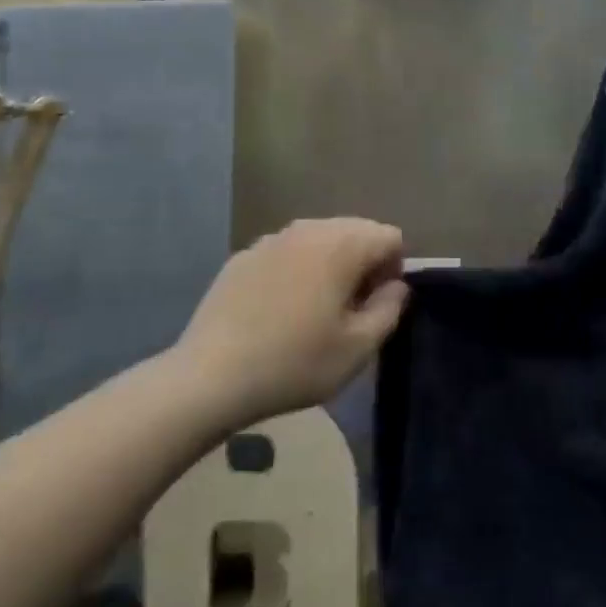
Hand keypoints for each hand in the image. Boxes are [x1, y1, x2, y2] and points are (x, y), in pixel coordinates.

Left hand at [175, 218, 408, 430]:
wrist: (209, 377)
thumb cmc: (295, 363)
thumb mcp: (359, 348)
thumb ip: (389, 309)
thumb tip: (395, 286)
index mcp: (342, 245)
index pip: (390, 237)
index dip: (394, 270)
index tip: (377, 306)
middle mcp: (308, 229)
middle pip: (356, 231)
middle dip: (364, 263)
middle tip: (351, 309)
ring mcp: (270, 239)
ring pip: (319, 239)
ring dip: (330, 264)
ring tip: (316, 309)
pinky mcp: (242, 256)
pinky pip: (286, 252)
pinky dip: (296, 270)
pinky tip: (279, 311)